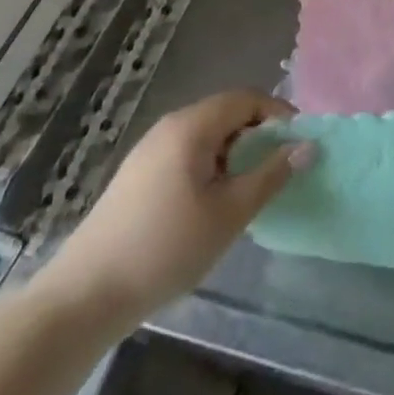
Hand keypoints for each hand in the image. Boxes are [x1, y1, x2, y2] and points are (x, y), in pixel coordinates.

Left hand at [35, 90, 310, 329]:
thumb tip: (308, 146)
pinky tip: (213, 204)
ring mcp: (150, 149)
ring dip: (235, 154)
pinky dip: (211, 167)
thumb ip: (272, 175)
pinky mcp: (138, 174)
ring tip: (248, 191)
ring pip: (207, 135)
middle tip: (277, 172)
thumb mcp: (230, 213)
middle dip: (258, 136)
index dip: (279, 115)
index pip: (248, 98)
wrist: (85, 296)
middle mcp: (170, 126)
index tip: (299, 146)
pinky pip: (187, 153)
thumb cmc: (166, 248)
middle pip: (227, 113)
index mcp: (193, 125)